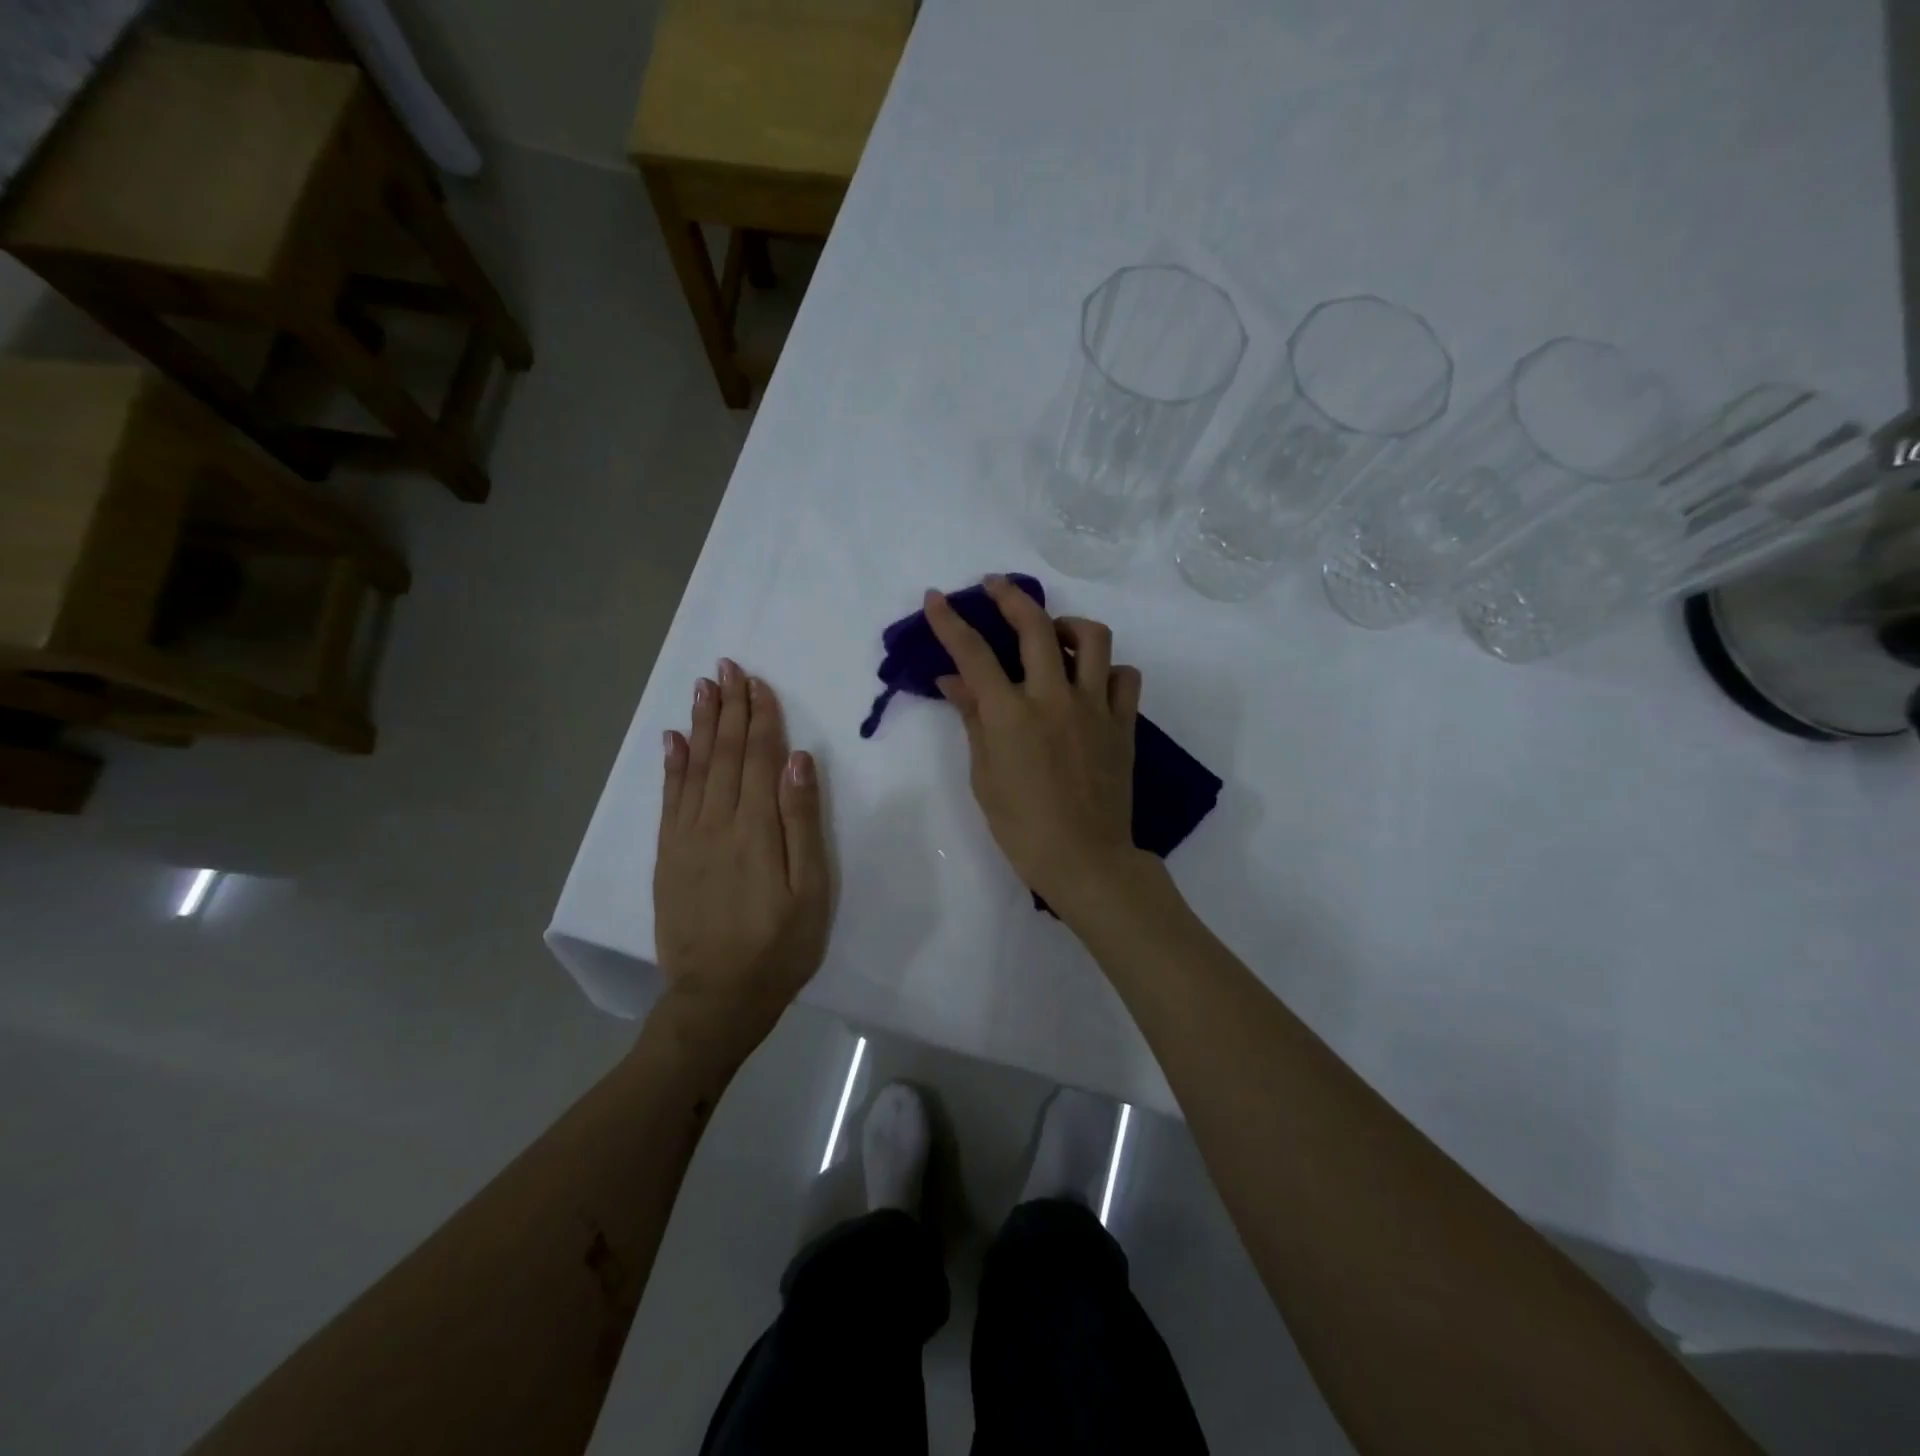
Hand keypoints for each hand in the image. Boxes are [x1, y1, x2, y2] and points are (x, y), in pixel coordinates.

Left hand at [654, 661, 829, 1050]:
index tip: (758, 682)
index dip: (759, 717)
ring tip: (703, 687)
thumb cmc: (780, 945)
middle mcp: (716, 822)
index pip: (758, 757)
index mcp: (756, 828)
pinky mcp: (668, 856)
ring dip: (700, 724)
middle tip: (727, 667)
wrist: (717, 997)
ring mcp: (686, 838)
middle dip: (728, 707)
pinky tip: (673, 740)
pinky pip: (669, 799)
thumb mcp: (810, 889)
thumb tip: (797, 760)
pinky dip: (672, 766)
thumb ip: (801, 822)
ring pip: (695, 768)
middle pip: (724, 753)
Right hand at [925, 576, 1151, 919]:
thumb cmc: (1022, 826)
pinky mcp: (1123, 722)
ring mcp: (1094, 707)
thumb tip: (954, 680)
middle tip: (996, 586)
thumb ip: (972, 719)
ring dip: (1069, 624)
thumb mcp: (984, 775)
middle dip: (1010, 596)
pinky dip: (1108, 669)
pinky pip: (1125, 676)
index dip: (950, 621)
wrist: (1085, 859)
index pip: (973, 653)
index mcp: (1011, 714)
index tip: (936, 597)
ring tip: (1054, 634)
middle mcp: (1054, 698)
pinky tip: (1092, 681)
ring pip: (1093, 638)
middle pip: (1035, 626)